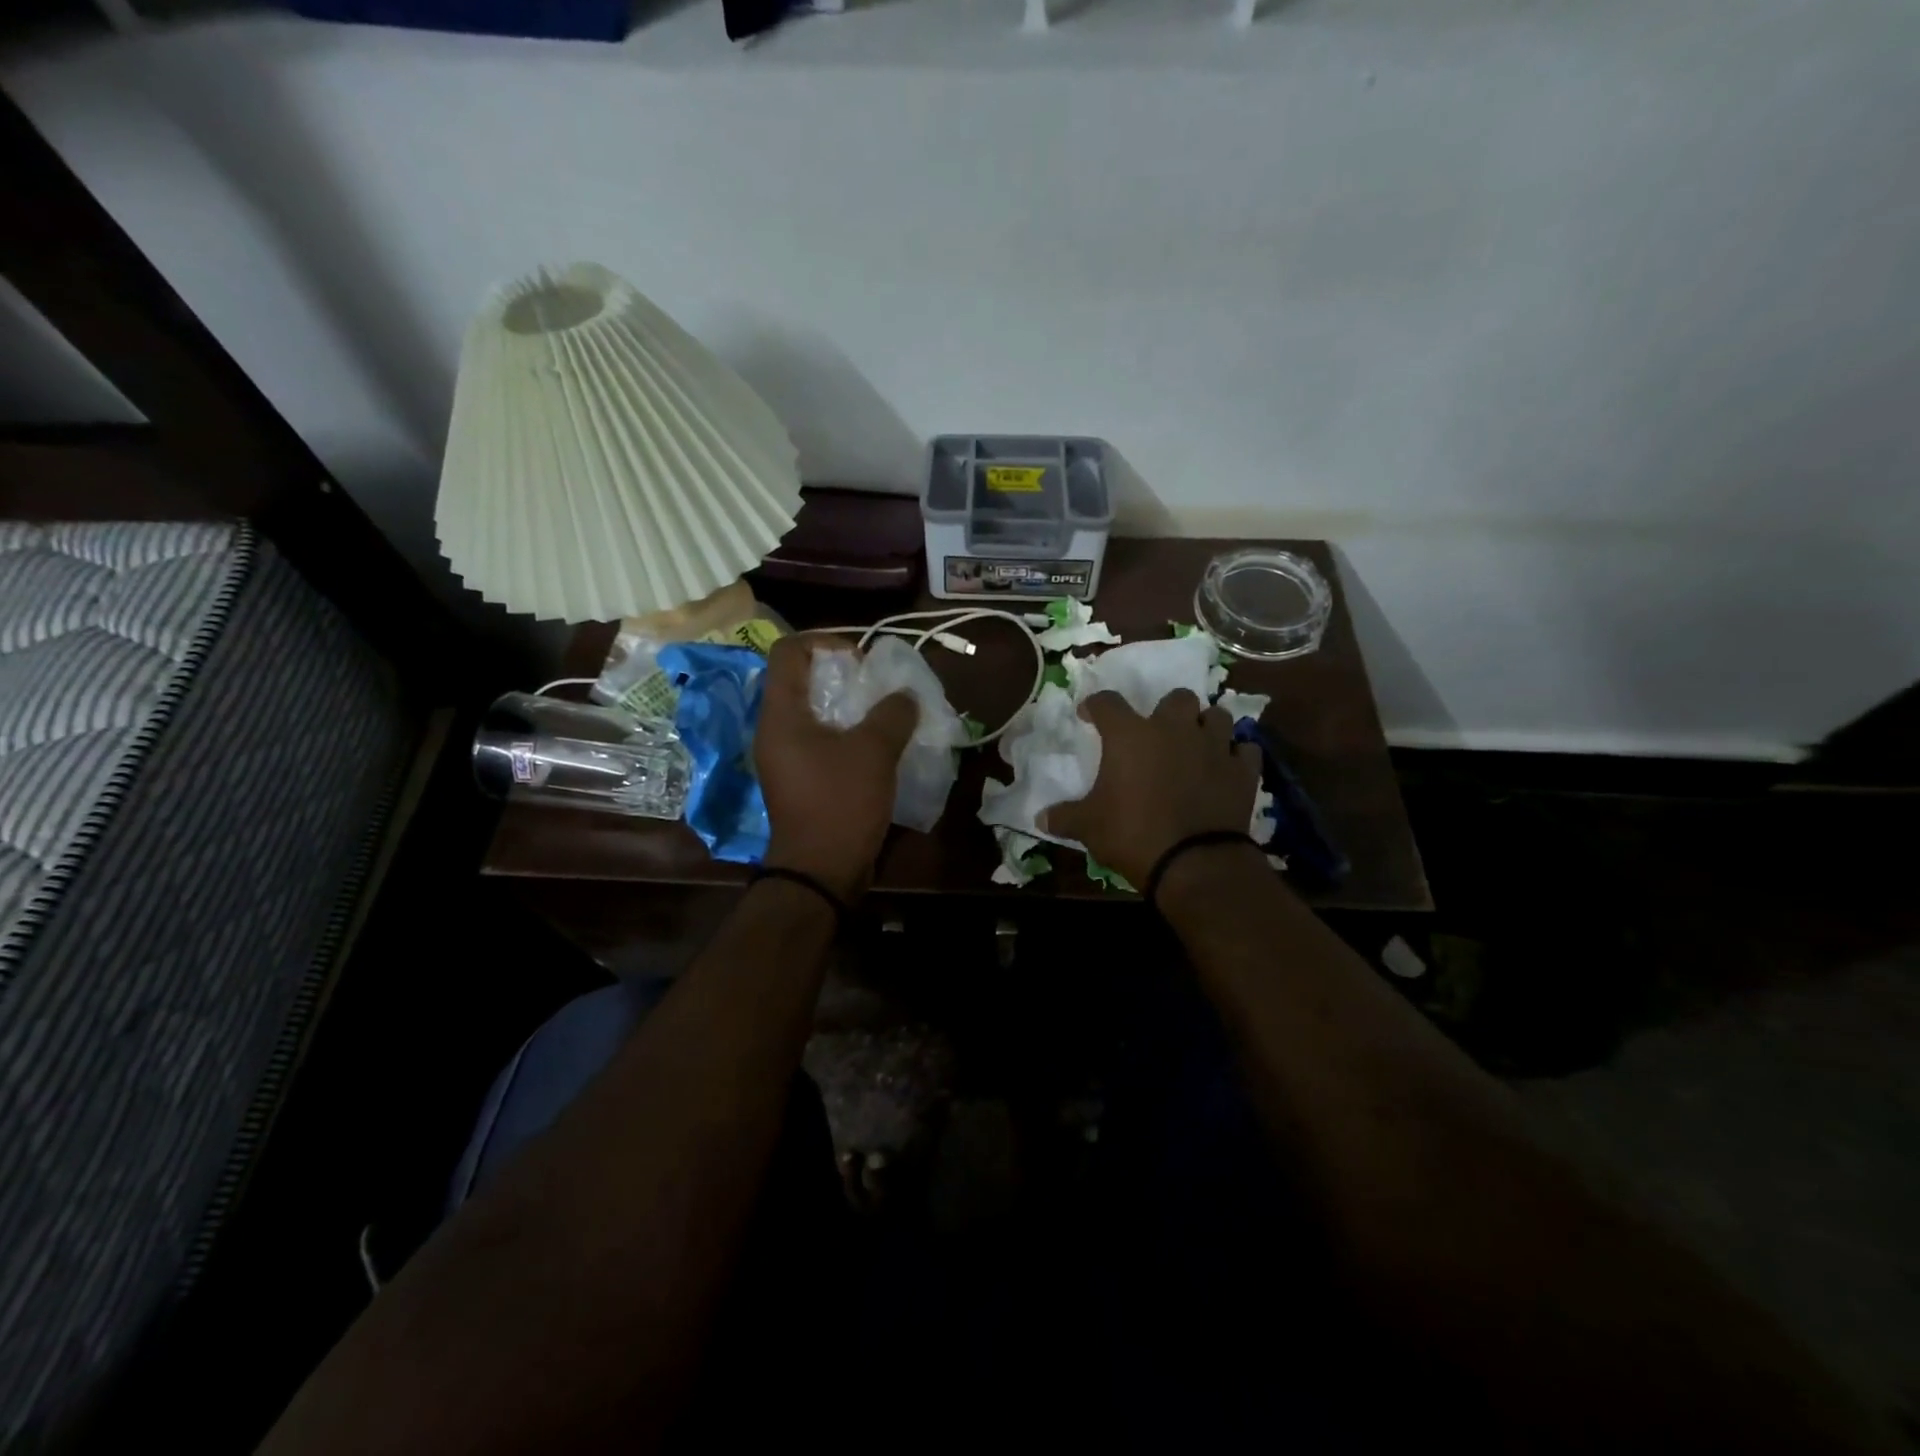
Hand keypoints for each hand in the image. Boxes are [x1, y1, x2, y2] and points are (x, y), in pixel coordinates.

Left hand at [756, 634, 917, 899]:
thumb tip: (905, 695)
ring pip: (814, 712)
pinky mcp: (800, 779)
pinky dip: (847, 733)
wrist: (821, 871)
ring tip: (883, 713)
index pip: (789, 651)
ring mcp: (786, 757)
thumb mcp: (874, 751)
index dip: (825, 641)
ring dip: (849, 706)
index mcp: (781, 715)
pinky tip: (878, 744)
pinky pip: (821, 740)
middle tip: (877, 687)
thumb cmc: (840, 803)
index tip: (861, 660)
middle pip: (801, 680)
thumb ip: (892, 713)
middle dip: (842, 675)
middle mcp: (775, 730)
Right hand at [1041, 689, 1261, 888]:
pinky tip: (1227, 767)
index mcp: (1130, 735)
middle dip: (1167, 710)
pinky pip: (1245, 750)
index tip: (1088, 715)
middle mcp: (1174, 729)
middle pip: (1176, 698)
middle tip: (1158, 731)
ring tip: (1197, 742)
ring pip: (1218, 715)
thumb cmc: (1132, 834)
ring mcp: (1213, 746)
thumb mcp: (1088, 827)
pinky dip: (1236, 755)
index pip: (1106, 702)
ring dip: (1206, 724)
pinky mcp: (1242, 770)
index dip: (1094, 705)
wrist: (1193, 862)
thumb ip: (1065, 817)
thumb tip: (1039, 819)